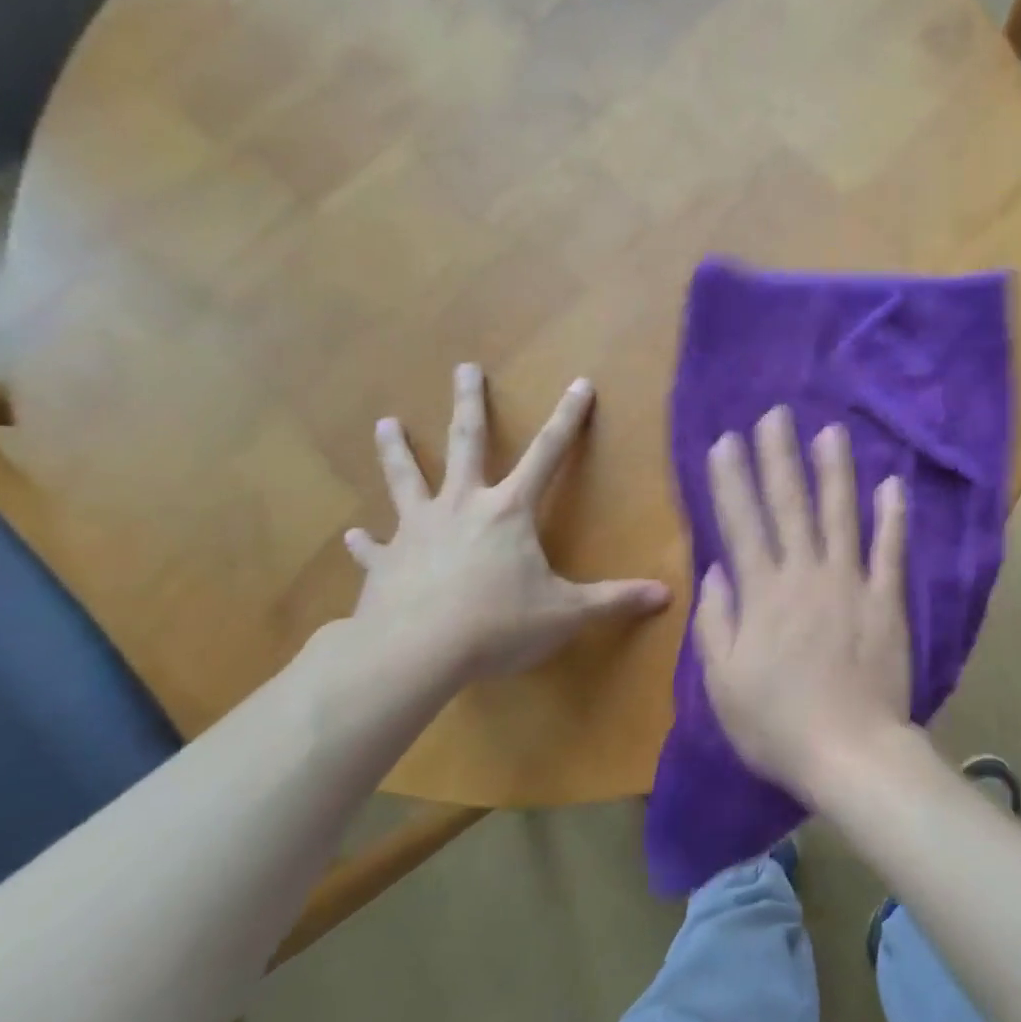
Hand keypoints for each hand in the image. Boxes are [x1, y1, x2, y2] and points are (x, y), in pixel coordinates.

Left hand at [344, 364, 669, 681]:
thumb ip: (615, 601)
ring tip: (385, 424)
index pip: (549, 454)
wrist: (415, 653)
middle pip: (465, 443)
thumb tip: (667, 596)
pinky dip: (365, 542)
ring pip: (406, 479)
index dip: (569, 419)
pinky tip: (353, 536)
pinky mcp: (385, 562)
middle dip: (469, 404)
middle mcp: (462, 506)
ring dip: (397, 451)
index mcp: (509, 511)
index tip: (579, 384)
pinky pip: (374, 547)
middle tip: (464, 368)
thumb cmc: (498, 625)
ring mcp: (417, 530)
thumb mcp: (567, 614)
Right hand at [694, 406, 912, 799]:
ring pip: (839, 516)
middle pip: (789, 506)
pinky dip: (892, 517)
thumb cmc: (777, 724)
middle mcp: (804, 576)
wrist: (850, 753)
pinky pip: (890, 551)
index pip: (741, 523)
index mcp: (761, 594)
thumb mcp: (722, 682)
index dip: (732, 480)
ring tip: (830, 432)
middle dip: (779, 457)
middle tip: (776, 415)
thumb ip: (716, 622)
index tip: (726, 441)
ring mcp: (850, 584)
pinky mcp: (887, 600)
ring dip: (834, 471)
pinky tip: (892, 483)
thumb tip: (717, 569)